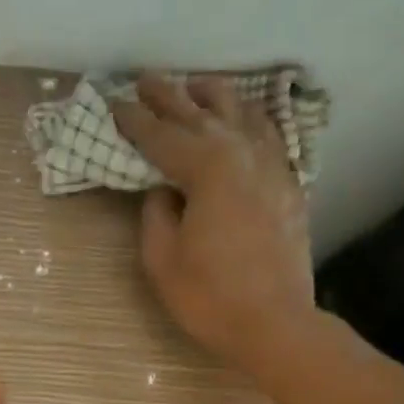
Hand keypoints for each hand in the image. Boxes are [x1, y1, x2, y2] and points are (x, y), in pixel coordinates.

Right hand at [110, 74, 316, 377]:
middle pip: (200, 113)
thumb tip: (163, 189)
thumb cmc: (210, 297)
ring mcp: (272, 166)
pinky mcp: (289, 185)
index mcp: (206, 168)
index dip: (134, 120)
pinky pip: (269, 136)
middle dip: (169, 95)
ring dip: (214, 96)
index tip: (114, 102)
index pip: (162, 135)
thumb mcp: (162, 259)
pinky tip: (244, 120)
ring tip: (195, 86)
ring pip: (242, 114)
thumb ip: (156, 214)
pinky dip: (250, 120)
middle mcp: (242, 153)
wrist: (275, 324)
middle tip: (145, 79)